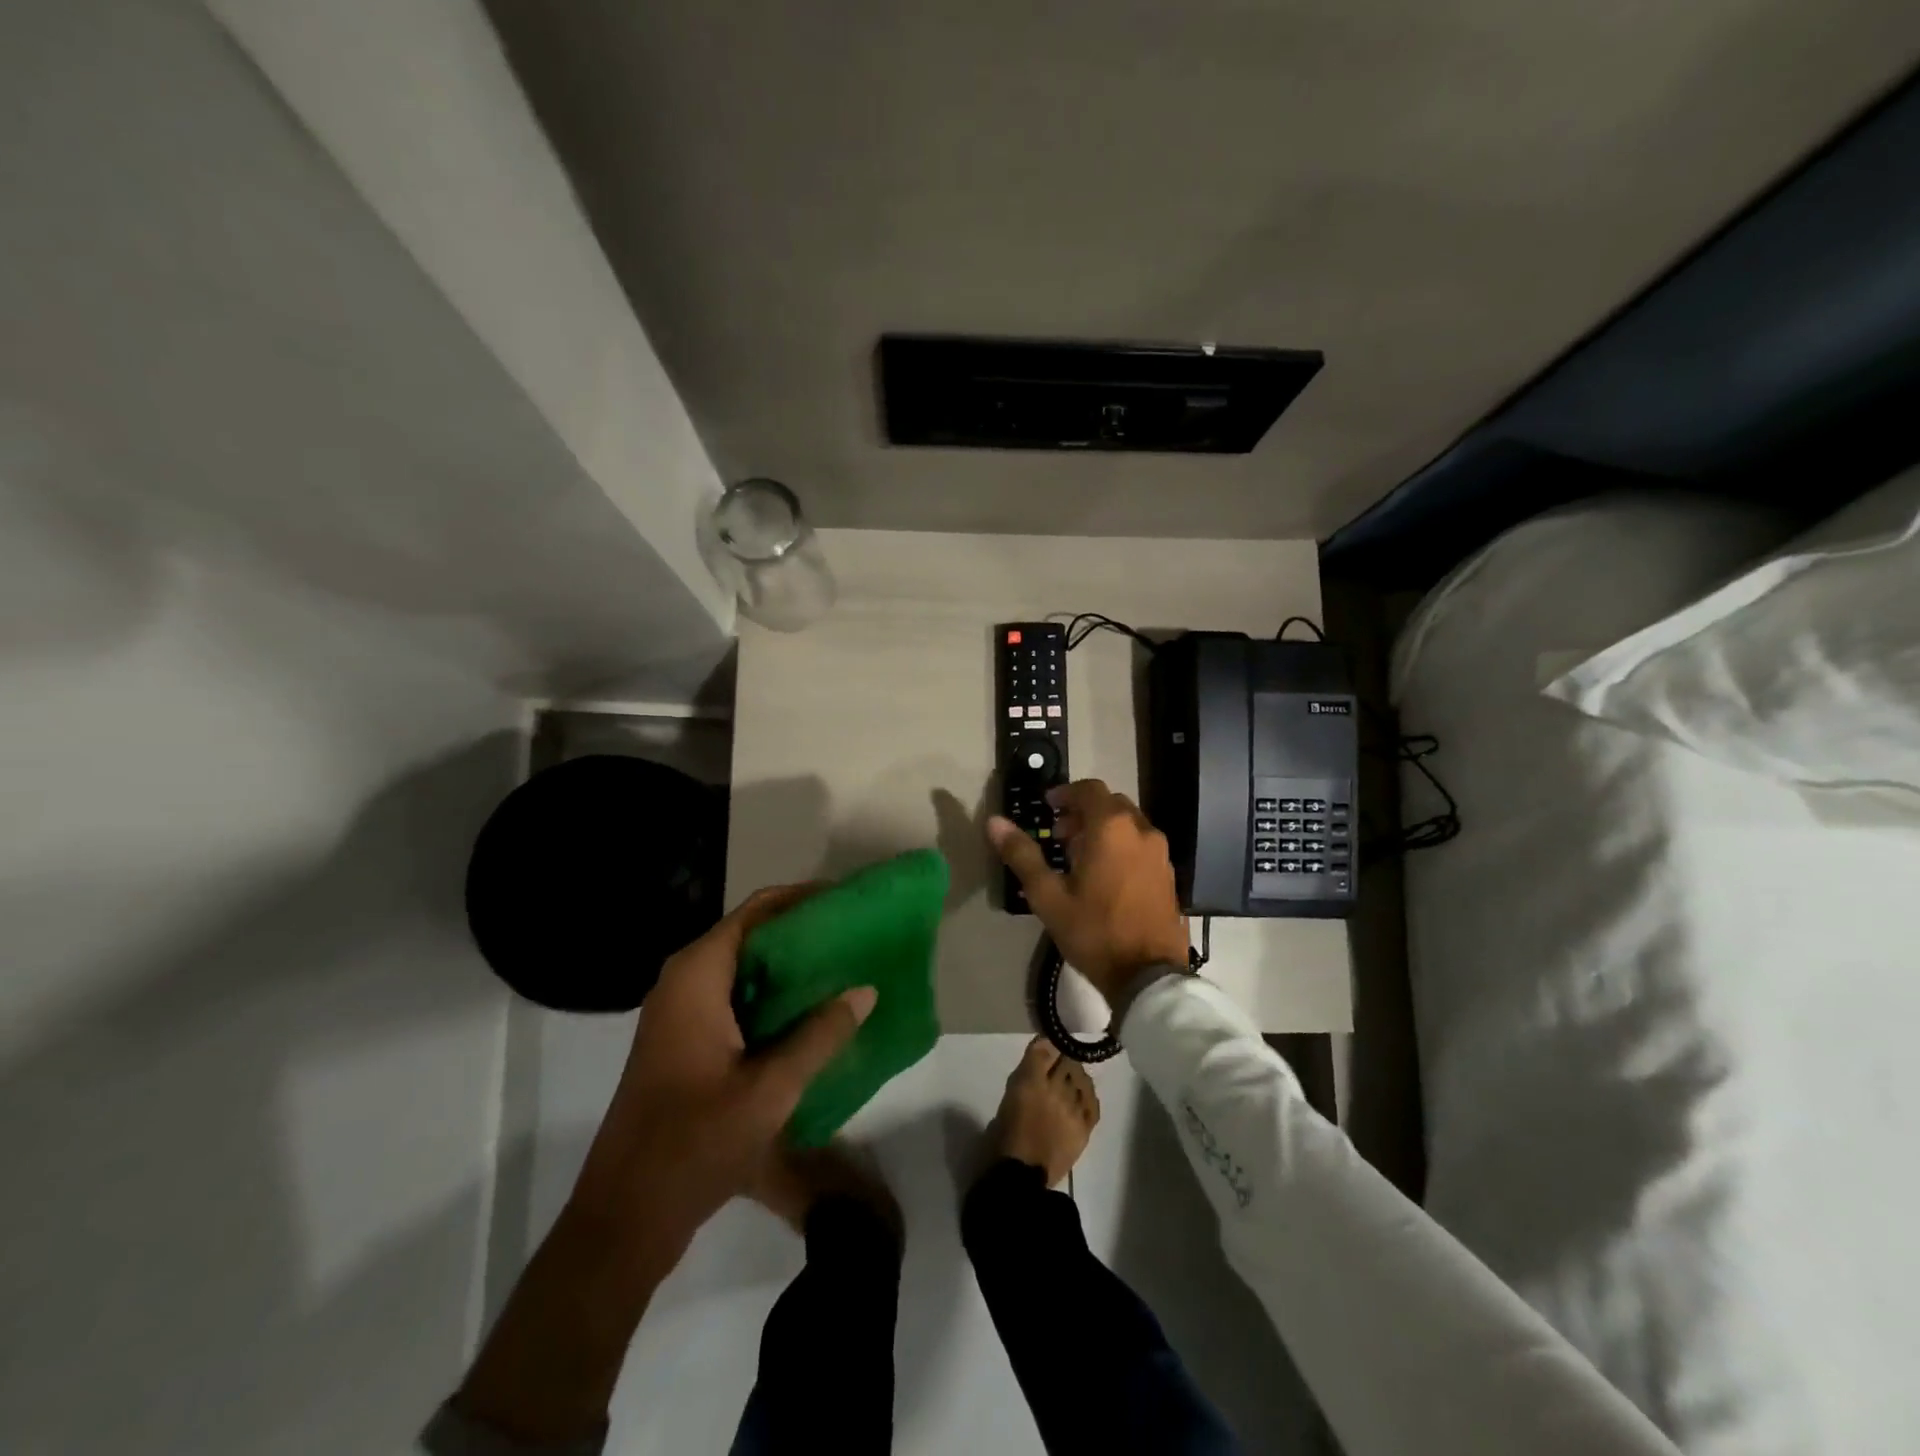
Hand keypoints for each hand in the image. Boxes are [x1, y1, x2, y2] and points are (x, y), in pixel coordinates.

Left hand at [456, 885, 874, 1444]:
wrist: (624, 1219)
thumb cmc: (693, 1144)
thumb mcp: (769, 1090)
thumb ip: (819, 1035)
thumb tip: (865, 990)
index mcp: (697, 975)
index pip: (757, 910)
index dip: (803, 899)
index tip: (848, 902)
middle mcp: (685, 982)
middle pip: (752, 935)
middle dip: (803, 933)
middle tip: (855, 937)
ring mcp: (682, 1014)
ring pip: (745, 970)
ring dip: (791, 969)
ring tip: (845, 969)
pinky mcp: (686, 1043)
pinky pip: (737, 1000)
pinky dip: (774, 999)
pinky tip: (814, 1016)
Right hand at [987, 779, 1188, 1001]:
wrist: (1148, 975)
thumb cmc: (1094, 931)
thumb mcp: (1048, 896)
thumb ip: (1022, 855)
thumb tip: (995, 822)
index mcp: (1112, 828)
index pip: (1089, 789)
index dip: (1066, 793)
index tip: (1047, 807)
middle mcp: (1141, 831)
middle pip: (1110, 804)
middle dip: (1083, 812)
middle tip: (1059, 835)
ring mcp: (1160, 853)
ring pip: (1128, 825)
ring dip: (1102, 830)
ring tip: (1079, 858)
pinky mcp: (1168, 874)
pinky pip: (1141, 845)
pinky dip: (1121, 846)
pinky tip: (1105, 877)